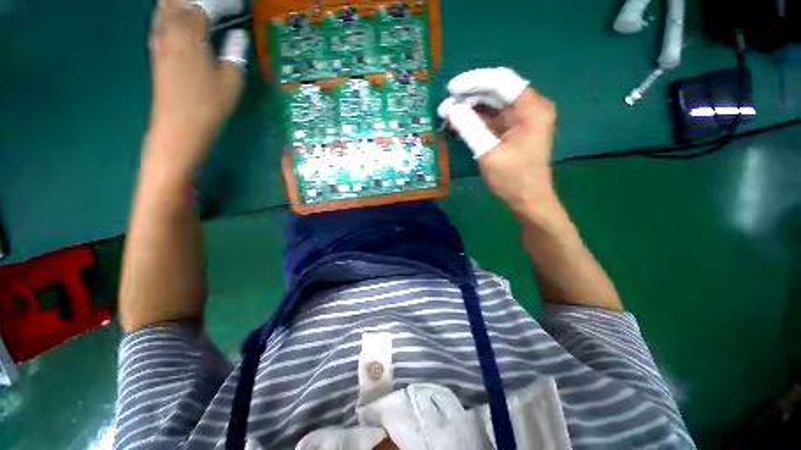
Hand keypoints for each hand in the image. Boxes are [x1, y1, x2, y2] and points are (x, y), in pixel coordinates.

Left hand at [145, 0, 247, 174]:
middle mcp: (171, 33)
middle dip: (190, 1)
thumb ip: (235, 55)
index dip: (217, 4)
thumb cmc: (209, 105)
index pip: (202, 7)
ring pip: (163, 10)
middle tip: (205, 6)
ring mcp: (160, 43)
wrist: (179, 126)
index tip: (231, 6)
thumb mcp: (232, 83)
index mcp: (192, 36)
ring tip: (187, 6)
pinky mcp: (156, 55)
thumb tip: (238, 37)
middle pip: (176, 3)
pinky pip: (158, 24)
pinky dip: (165, 15)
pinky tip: (170, 17)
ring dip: (175, 4)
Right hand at [438, 68, 557, 215]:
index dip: (474, 82)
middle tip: (445, 107)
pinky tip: (459, 124)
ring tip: (448, 115)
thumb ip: (469, 127)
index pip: (501, 81)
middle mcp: (530, 107)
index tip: (451, 89)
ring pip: (493, 103)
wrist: (528, 201)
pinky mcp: (514, 129)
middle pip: (496, 90)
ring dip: (470, 108)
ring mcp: (522, 119)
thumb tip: (450, 108)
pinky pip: (493, 117)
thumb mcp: (488, 153)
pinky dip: (476, 120)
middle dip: (469, 97)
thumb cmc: (512, 179)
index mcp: (532, 108)